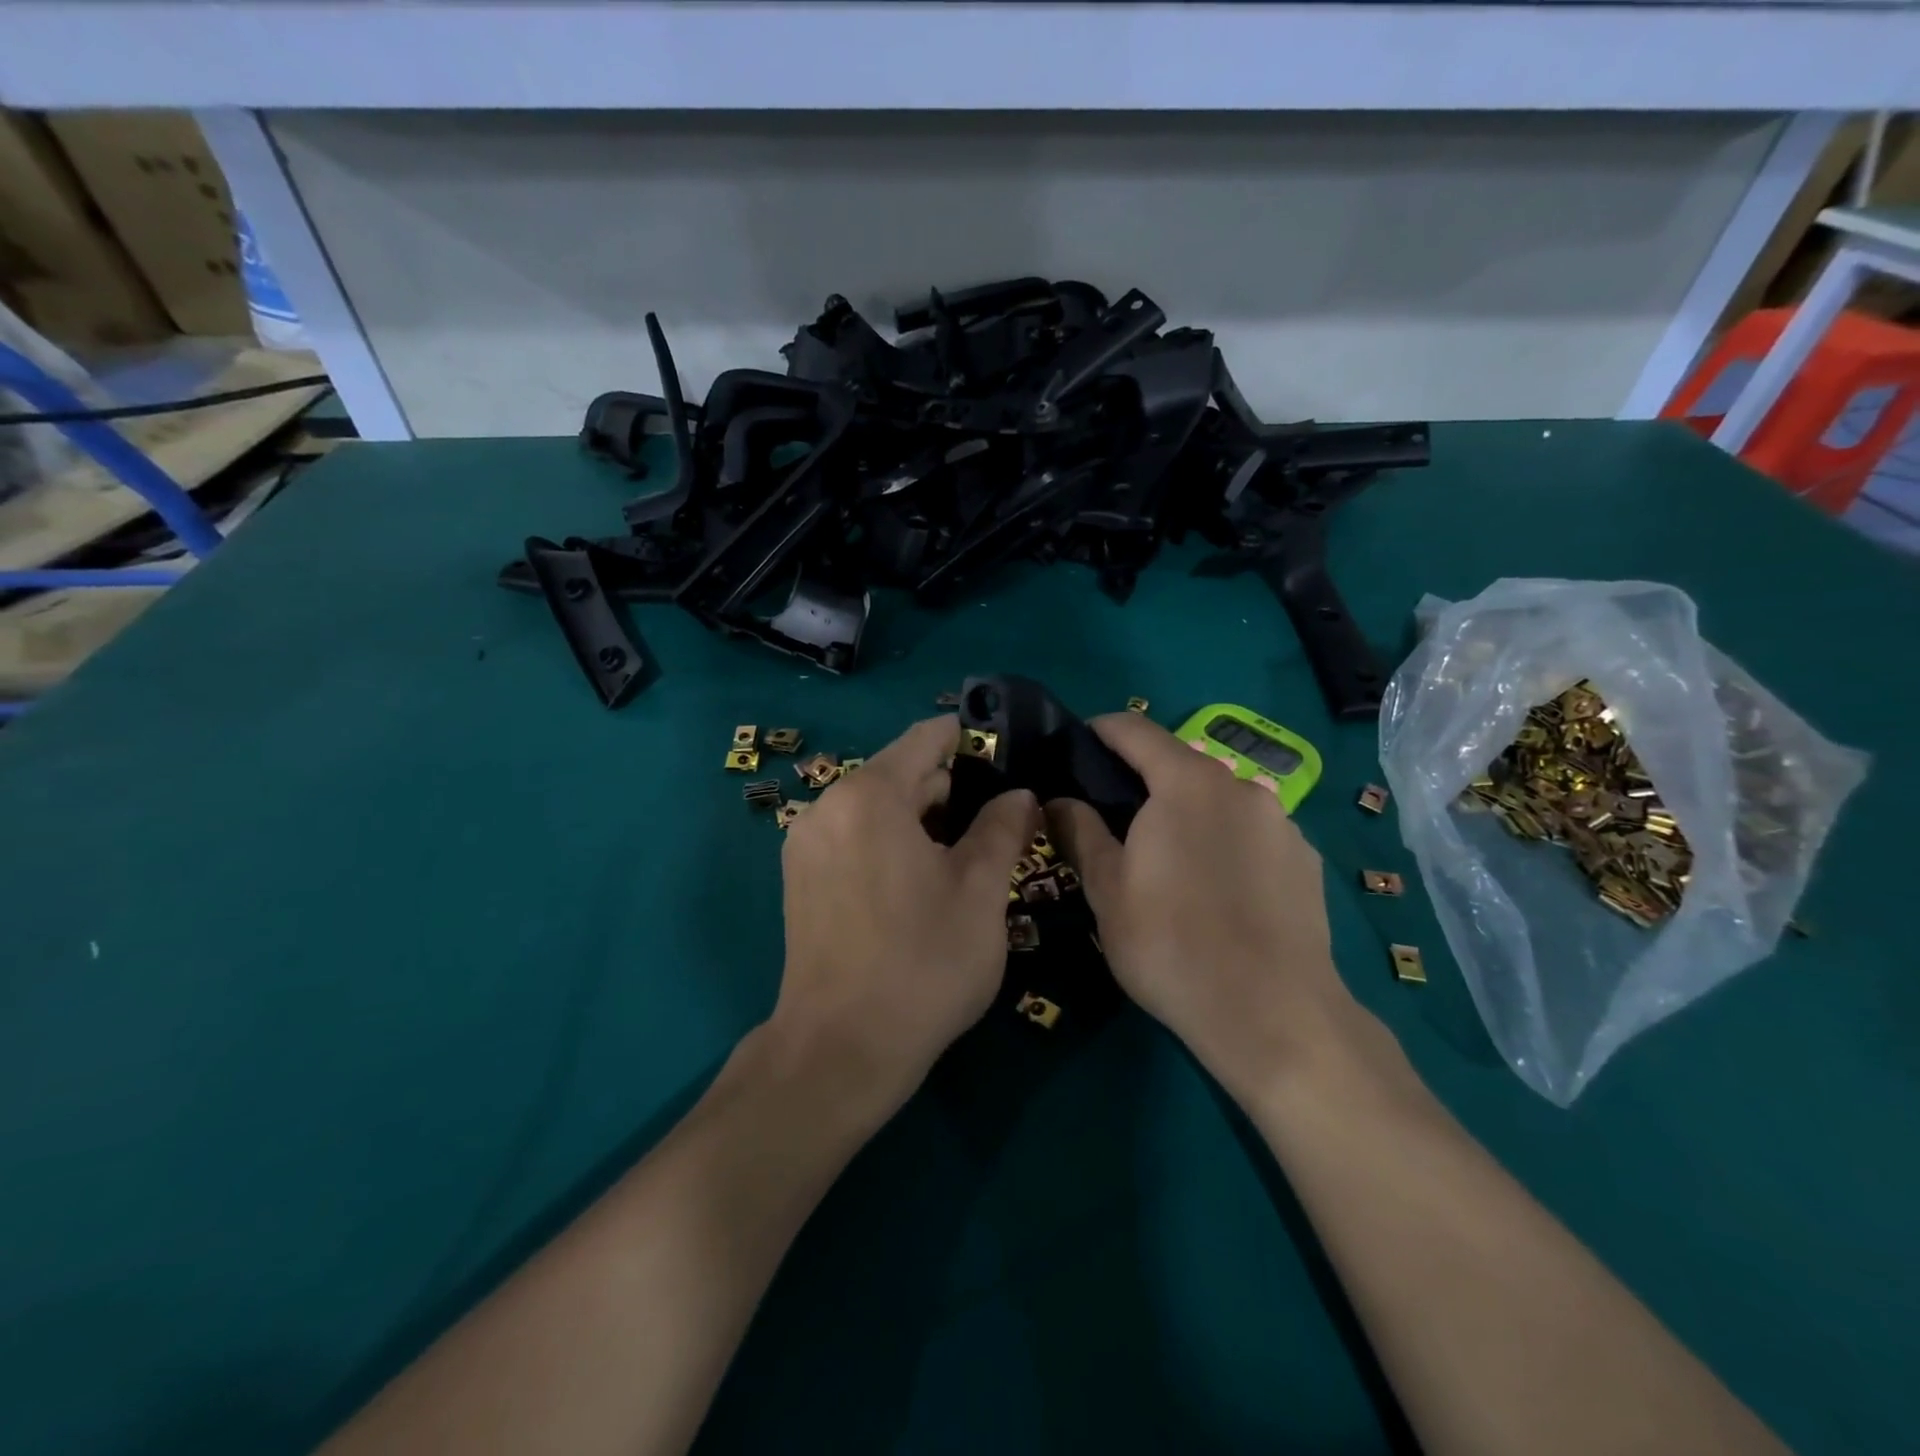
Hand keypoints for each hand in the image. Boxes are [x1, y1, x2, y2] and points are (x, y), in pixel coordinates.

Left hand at [771, 716, 1039, 1113]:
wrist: (840, 1050)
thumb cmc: (922, 964)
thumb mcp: (981, 892)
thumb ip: (1002, 829)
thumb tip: (1021, 794)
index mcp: (869, 795)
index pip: (926, 739)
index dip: (971, 741)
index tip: (1009, 758)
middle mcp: (828, 806)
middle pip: (901, 774)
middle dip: (951, 790)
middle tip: (999, 823)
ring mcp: (807, 843)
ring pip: (878, 808)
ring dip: (922, 820)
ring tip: (967, 856)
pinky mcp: (800, 878)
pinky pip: (855, 837)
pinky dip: (890, 842)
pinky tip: (921, 883)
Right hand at [1048, 714, 1359, 1101]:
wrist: (1273, 1015)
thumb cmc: (1172, 944)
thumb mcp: (1107, 890)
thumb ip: (1080, 832)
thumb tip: (1058, 800)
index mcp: (1188, 783)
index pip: (1135, 730)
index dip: (1099, 730)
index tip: (1075, 746)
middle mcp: (1241, 787)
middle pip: (1180, 765)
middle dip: (1143, 781)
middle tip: (1113, 820)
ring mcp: (1282, 823)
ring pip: (1218, 801)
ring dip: (1187, 814)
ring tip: (1167, 863)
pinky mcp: (1306, 860)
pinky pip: (1252, 834)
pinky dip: (1225, 843)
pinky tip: (1217, 892)